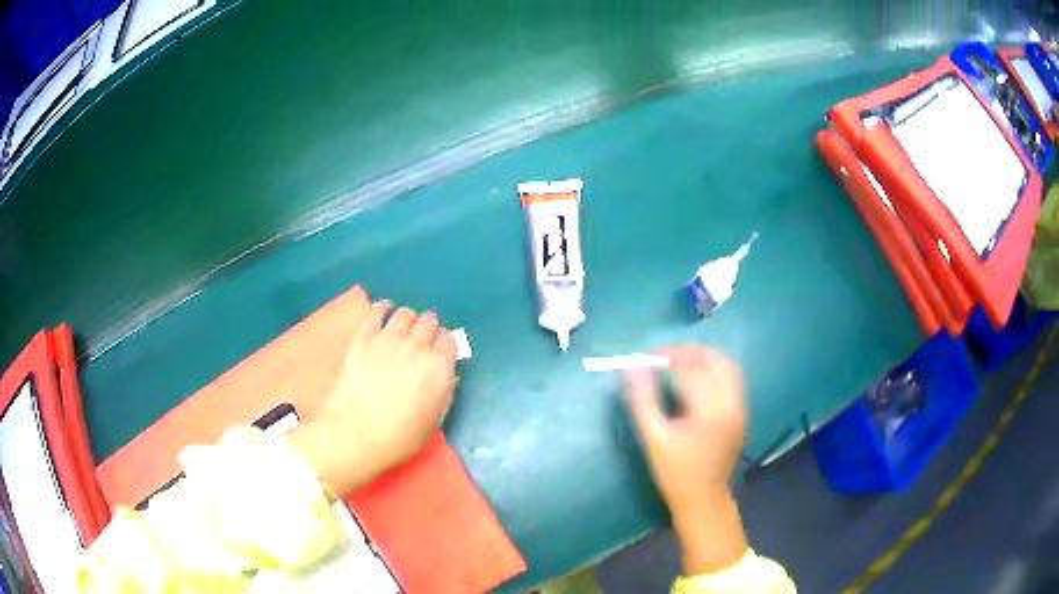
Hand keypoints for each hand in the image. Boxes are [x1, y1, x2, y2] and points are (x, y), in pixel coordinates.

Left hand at [291, 286, 457, 495]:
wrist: (356, 433)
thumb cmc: (400, 437)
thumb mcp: (434, 422)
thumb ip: (445, 394)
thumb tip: (448, 376)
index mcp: (439, 367)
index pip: (450, 341)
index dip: (446, 343)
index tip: (441, 348)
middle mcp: (418, 347)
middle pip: (429, 323)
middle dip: (430, 326)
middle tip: (425, 333)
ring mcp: (388, 339)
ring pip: (405, 314)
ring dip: (409, 317)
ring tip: (405, 323)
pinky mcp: (363, 338)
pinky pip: (375, 312)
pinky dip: (382, 308)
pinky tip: (384, 308)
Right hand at [625, 346, 748, 573]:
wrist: (703, 500)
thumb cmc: (675, 472)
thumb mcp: (654, 438)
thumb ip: (643, 400)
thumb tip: (633, 368)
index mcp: (711, 411)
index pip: (693, 369)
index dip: (671, 357)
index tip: (650, 355)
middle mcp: (732, 405)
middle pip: (718, 362)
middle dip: (692, 352)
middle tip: (667, 355)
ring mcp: (741, 410)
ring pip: (729, 370)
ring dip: (706, 361)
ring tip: (681, 364)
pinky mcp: (742, 416)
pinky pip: (732, 383)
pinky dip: (714, 374)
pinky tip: (696, 383)